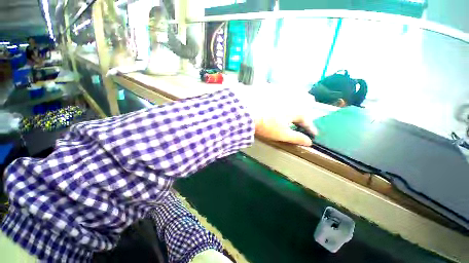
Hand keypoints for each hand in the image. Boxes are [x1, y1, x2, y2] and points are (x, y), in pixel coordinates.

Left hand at [234, 85, 317, 145]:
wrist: (246, 109)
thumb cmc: (266, 124)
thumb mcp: (282, 134)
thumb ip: (296, 138)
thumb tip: (309, 142)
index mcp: (297, 111)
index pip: (307, 122)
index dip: (311, 129)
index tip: (314, 134)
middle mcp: (293, 98)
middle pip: (306, 101)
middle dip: (308, 108)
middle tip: (306, 113)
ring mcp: (282, 90)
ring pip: (296, 92)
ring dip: (299, 97)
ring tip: (299, 100)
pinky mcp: (271, 86)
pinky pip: (282, 88)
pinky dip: (284, 92)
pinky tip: (280, 94)